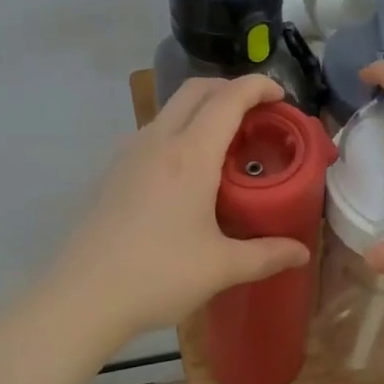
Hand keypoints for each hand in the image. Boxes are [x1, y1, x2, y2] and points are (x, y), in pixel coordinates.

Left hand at [56, 75, 311, 338]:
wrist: (83, 297)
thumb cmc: (158, 276)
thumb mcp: (221, 267)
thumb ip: (266, 255)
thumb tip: (301, 253)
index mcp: (189, 155)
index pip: (228, 98)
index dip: (258, 87)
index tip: (281, 96)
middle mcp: (157, 141)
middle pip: (195, 90)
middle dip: (229, 88)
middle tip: (257, 113)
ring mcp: (129, 154)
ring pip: (170, 110)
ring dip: (202, 109)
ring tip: (226, 143)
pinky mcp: (113, 172)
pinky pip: (153, 133)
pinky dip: (180, 132)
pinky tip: (188, 173)